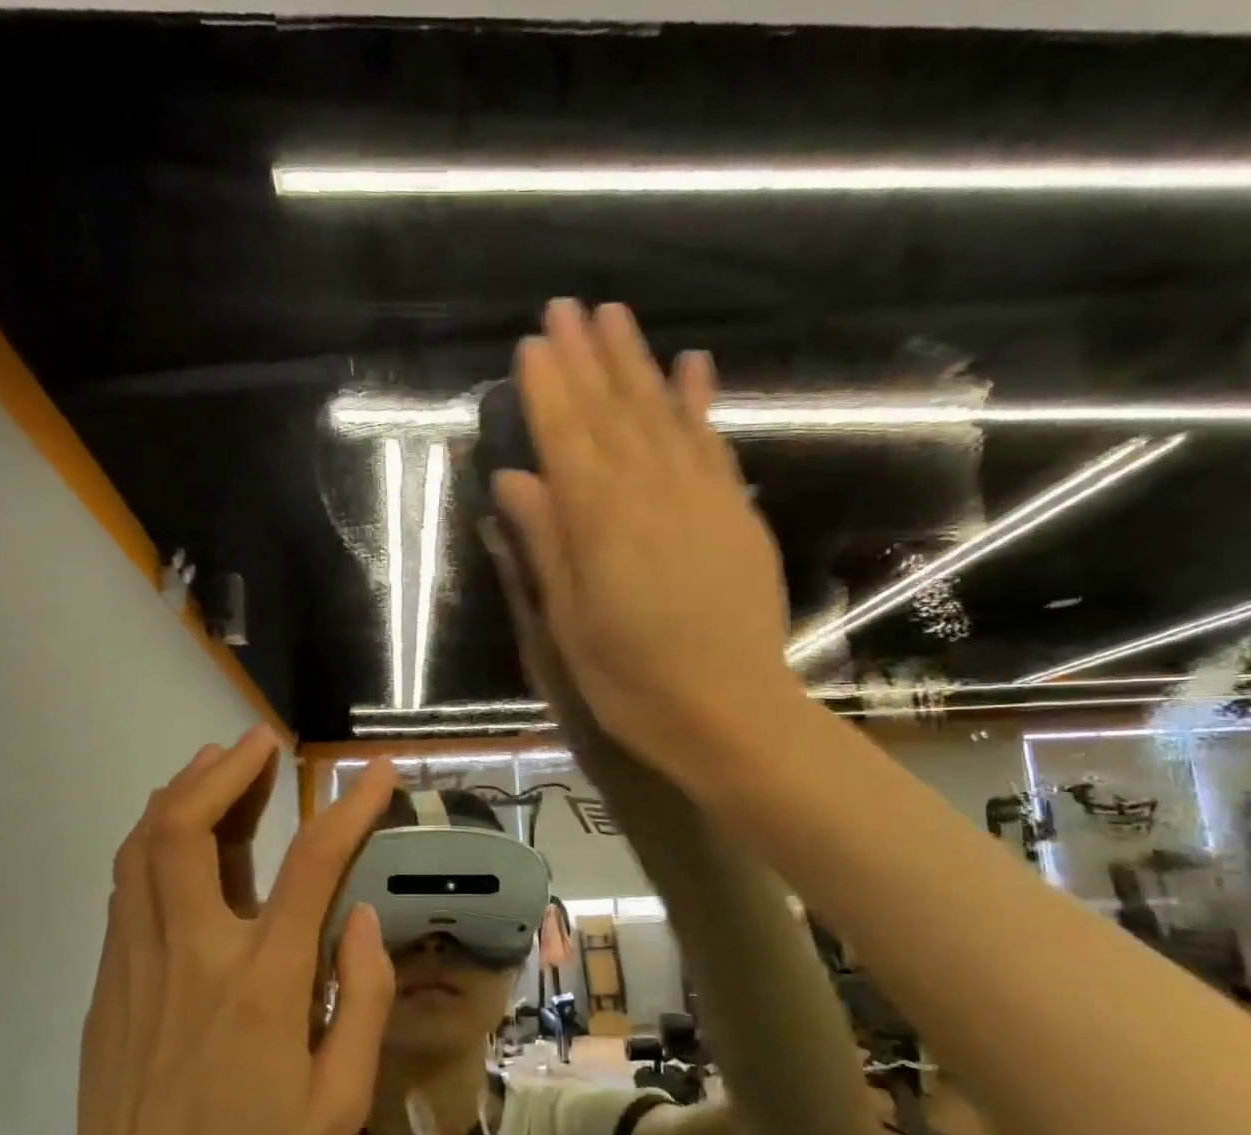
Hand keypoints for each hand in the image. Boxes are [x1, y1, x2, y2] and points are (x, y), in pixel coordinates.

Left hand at [0, 737, 398, 1134]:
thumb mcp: (340, 1103)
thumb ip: (359, 998)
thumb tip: (361, 918)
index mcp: (260, 984)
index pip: (312, 865)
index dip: (349, 807)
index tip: (375, 772)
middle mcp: (190, 956)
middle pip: (187, 830)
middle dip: (225, 771)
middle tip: (259, 742)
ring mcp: (136, 968)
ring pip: (142, 851)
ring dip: (180, 794)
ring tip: (216, 765)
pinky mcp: (108, 989)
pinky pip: (128, 890)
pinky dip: (155, 843)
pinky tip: (180, 840)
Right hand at [493, 299, 804, 789]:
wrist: (731, 713)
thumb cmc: (632, 682)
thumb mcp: (569, 623)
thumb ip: (546, 543)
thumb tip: (514, 477)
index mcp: (600, 522)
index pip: (566, 437)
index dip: (547, 388)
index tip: (532, 342)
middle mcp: (650, 492)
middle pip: (613, 412)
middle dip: (587, 357)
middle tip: (567, 306)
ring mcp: (701, 497)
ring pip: (662, 414)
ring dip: (638, 363)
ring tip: (616, 316)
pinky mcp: (736, 512)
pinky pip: (713, 442)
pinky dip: (700, 401)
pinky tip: (693, 365)